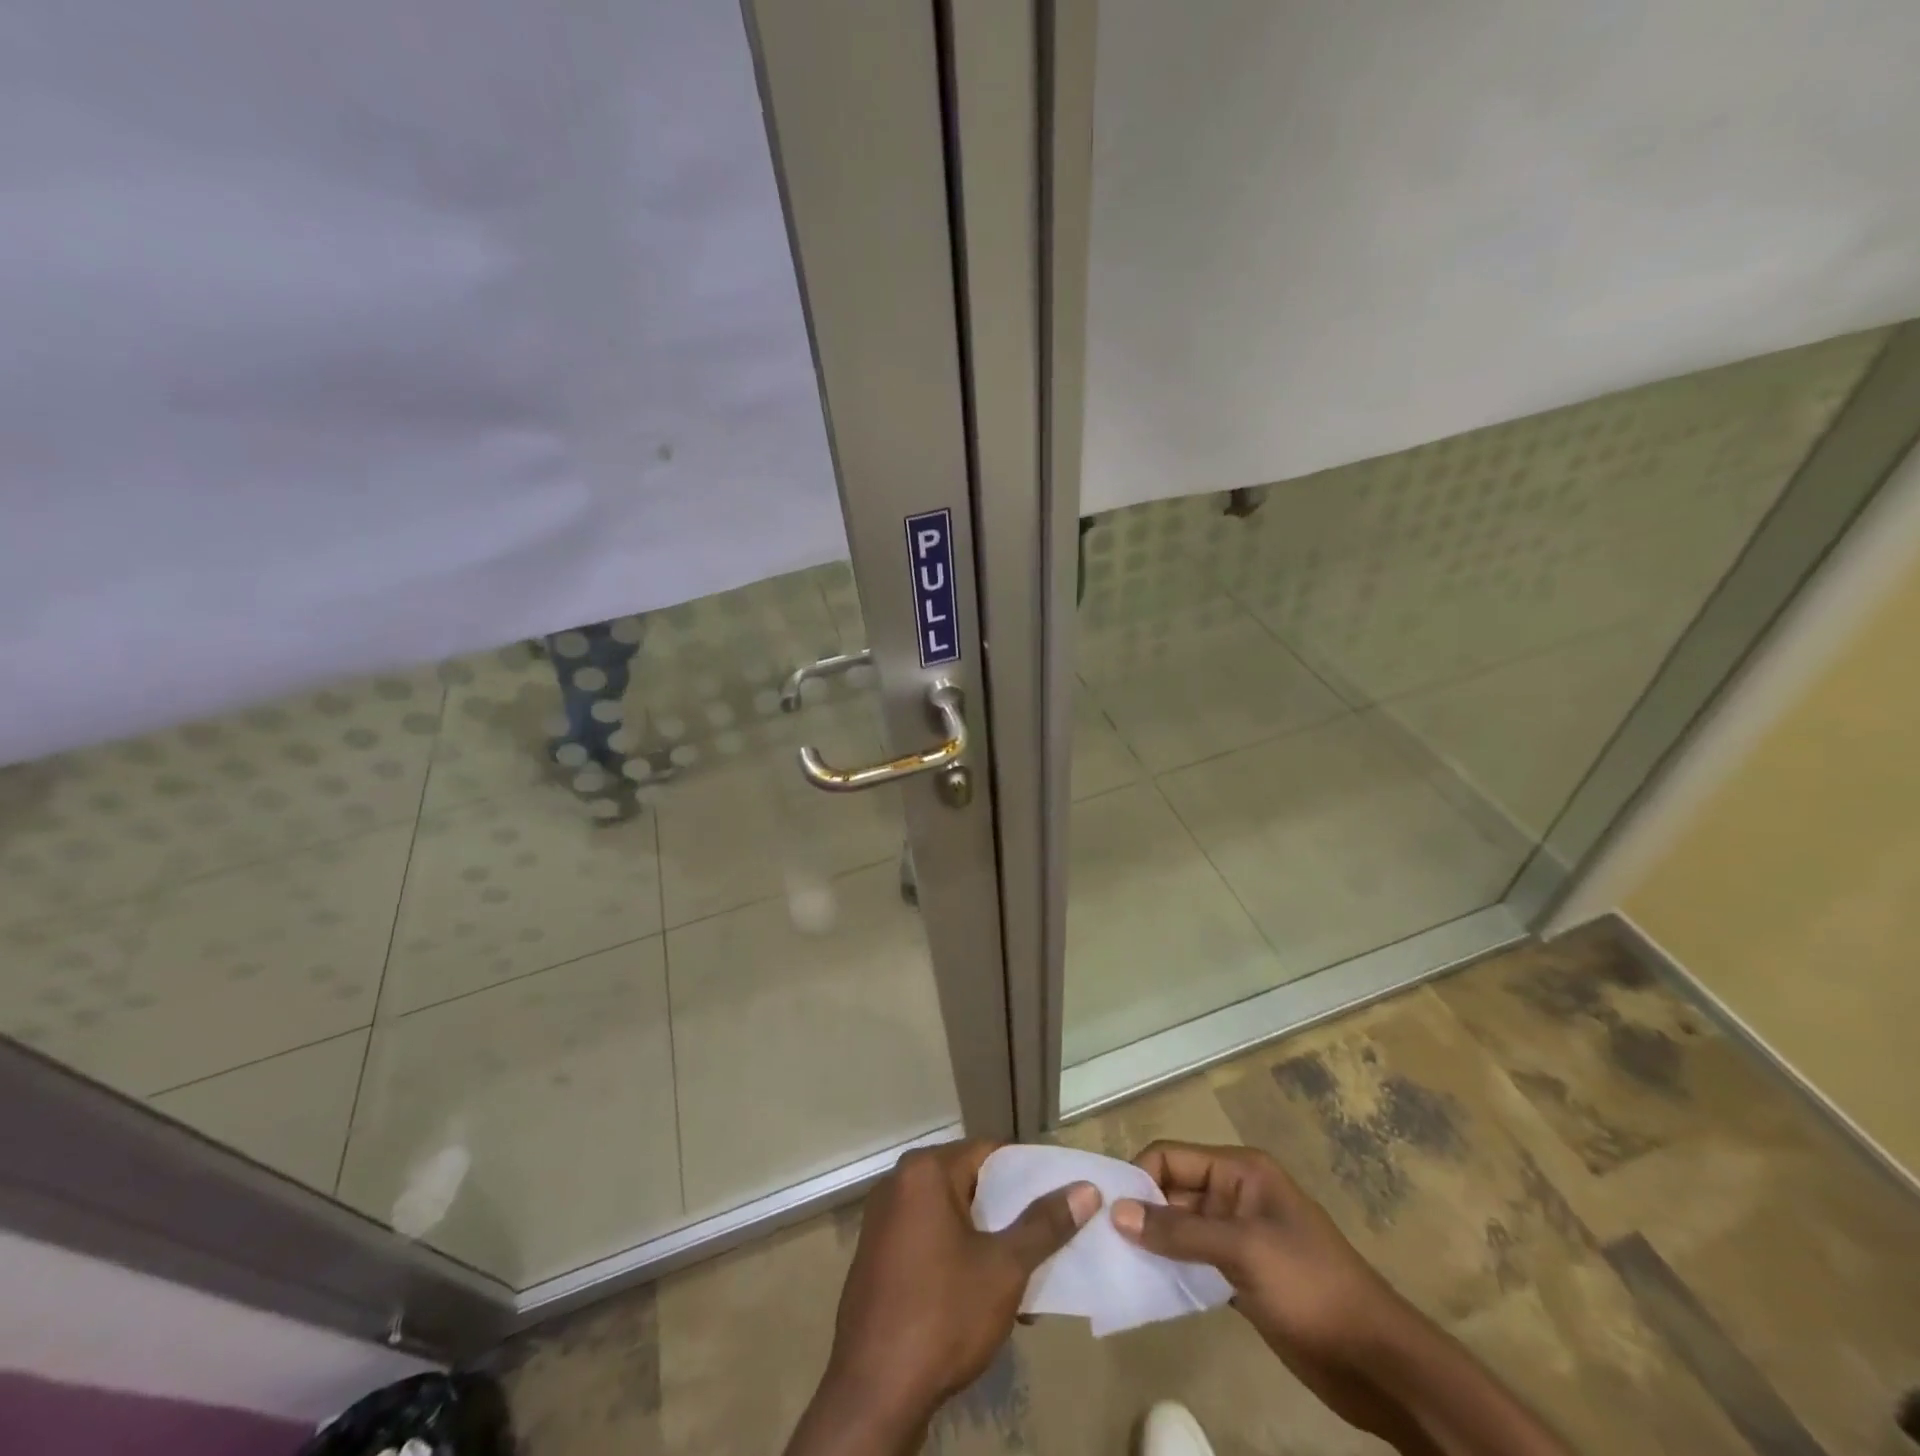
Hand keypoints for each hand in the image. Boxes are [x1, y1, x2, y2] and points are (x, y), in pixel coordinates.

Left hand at [789, 1140, 1099, 1455]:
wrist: (873, 1394)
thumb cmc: (942, 1315)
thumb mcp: (1004, 1268)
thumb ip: (1044, 1225)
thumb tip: (1085, 1190)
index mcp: (925, 1170)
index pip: (989, 1152)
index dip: (1028, 1172)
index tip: (1059, 1196)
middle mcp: (899, 1183)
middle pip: (969, 1182)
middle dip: (1009, 1213)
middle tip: (1047, 1239)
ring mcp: (883, 1220)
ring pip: (951, 1215)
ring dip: (987, 1240)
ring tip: (1025, 1275)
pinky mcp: (877, 1256)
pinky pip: (929, 1238)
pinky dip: (958, 1254)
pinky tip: (985, 1293)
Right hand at [1111, 1142, 1419, 1444]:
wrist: (1377, 1362)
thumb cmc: (1310, 1286)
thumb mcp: (1242, 1251)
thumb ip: (1179, 1232)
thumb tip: (1118, 1213)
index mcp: (1239, 1170)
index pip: (1172, 1157)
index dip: (1139, 1177)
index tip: (1107, 1211)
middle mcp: (1235, 1194)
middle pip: (1173, 1190)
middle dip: (1141, 1211)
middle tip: (1102, 1240)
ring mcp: (1239, 1236)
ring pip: (1181, 1228)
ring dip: (1152, 1242)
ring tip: (1115, 1263)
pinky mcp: (1241, 1275)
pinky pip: (1194, 1260)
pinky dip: (1172, 1269)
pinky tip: (1147, 1287)